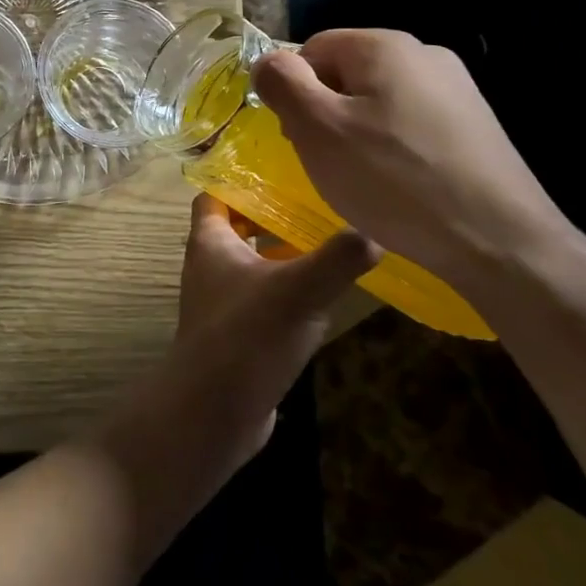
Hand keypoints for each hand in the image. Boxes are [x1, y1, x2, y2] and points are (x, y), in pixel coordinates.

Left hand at [165, 194, 378, 454]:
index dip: (240, 180)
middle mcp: (209, 266)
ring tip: (329, 245)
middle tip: (316, 206)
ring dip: (282, 255)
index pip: (215, 195)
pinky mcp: (237, 334)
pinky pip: (262, 300)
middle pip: (236, 227)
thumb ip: (337, 259)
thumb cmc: (246, 337)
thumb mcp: (298, 291)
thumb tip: (375, 231)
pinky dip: (286, 292)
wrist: (212, 412)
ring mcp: (221, 302)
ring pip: (252, 264)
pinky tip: (323, 298)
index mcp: (210, 242)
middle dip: (271, 216)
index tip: (281, 172)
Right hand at [251, 30, 573, 288]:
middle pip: (345, 72)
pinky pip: (408, 123)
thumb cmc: (393, 180)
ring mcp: (456, 89)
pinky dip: (390, 148)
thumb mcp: (317, 129)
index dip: (292, 90)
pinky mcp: (473, 125)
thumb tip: (266, 62)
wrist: (499, 241)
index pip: (311, 48)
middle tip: (323, 160)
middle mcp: (424, 54)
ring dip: (354, 132)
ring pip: (376, 100)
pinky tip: (396, 184)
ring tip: (360, 177)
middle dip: (323, 112)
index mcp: (384, 46)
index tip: (295, 135)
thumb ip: (282, 84)